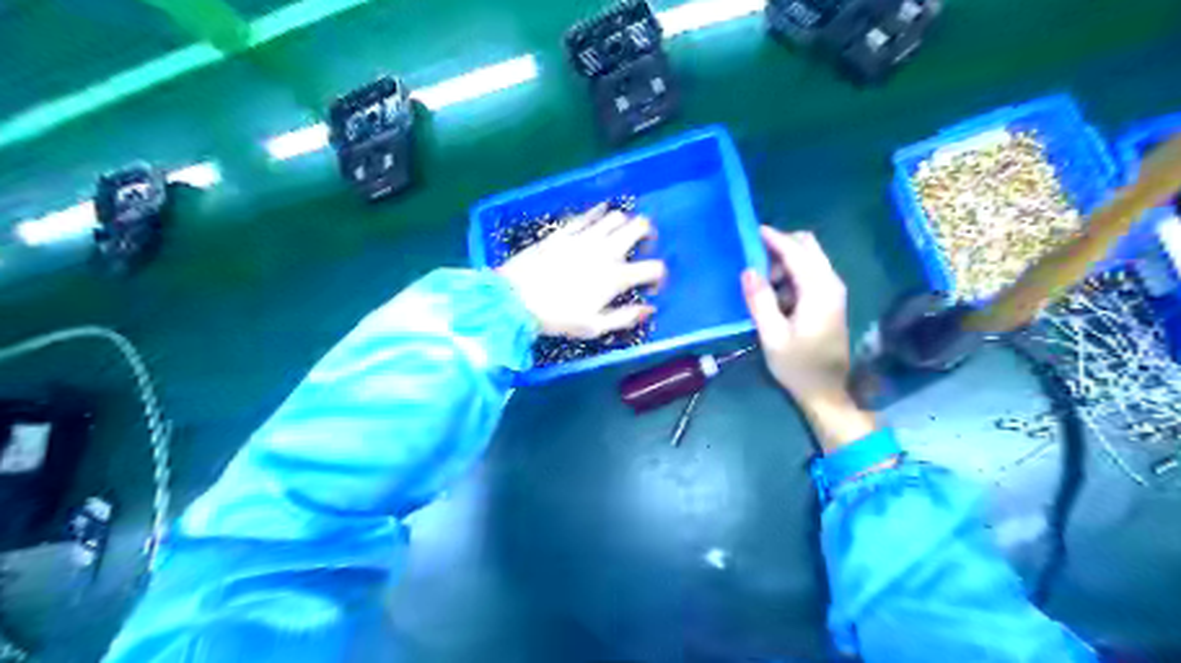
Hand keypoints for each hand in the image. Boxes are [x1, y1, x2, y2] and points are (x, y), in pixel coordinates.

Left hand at [496, 203, 662, 338]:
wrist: (513, 300)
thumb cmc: (556, 318)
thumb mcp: (594, 327)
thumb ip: (625, 317)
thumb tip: (648, 309)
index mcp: (616, 277)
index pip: (654, 267)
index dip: (659, 276)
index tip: (650, 286)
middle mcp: (605, 251)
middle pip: (640, 226)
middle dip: (648, 234)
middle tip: (643, 246)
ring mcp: (584, 237)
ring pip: (616, 215)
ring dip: (624, 223)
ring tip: (619, 235)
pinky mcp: (564, 231)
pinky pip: (588, 215)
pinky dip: (599, 214)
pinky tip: (599, 218)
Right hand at [736, 226, 873, 449]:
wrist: (827, 391)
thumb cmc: (798, 366)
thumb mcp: (772, 336)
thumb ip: (760, 301)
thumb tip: (748, 270)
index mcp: (819, 290)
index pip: (796, 251)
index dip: (773, 238)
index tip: (750, 230)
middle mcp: (831, 283)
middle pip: (808, 246)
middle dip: (780, 245)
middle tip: (753, 260)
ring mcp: (833, 291)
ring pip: (809, 258)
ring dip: (785, 261)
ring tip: (761, 284)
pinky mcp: (830, 300)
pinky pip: (809, 273)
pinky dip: (791, 273)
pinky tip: (775, 294)